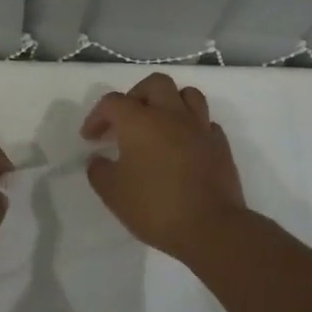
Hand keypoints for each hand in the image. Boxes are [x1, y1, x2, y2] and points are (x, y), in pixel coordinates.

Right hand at [82, 73, 247, 259]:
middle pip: (155, 84)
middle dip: (136, 95)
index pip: (113, 102)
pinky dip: (191, 127)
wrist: (210, 227)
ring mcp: (200, 127)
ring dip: (169, 103)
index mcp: (140, 121)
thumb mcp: (112, 193)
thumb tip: (98, 159)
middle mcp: (171, 115)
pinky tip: (183, 146)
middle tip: (127, 120)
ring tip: (159, 124)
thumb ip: (99, 171)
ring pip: (187, 95)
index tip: (91, 138)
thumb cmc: (154, 207)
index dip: (97, 116)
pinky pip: (205, 122)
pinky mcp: (220, 144)